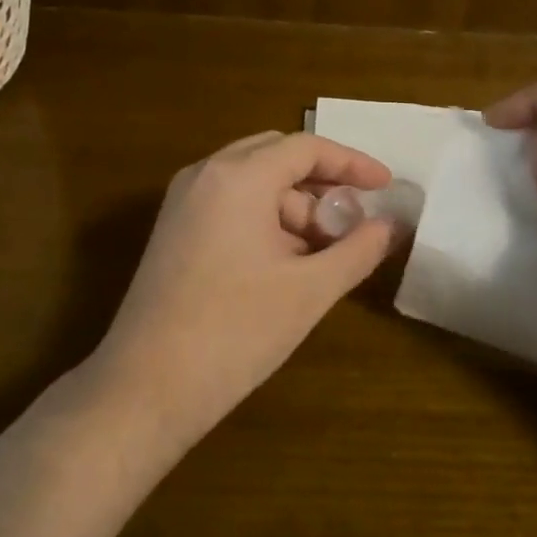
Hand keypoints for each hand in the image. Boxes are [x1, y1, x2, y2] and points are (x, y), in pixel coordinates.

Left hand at [89, 131, 397, 452]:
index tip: (387, 186)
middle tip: (351, 222)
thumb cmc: (236, 331)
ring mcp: (182, 202)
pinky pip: (229, 205)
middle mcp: (205, 175)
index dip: (352, 163)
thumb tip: (390, 227)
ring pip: (252, 183)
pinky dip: (264, 220)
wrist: (146, 388)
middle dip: (320, 185)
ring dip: (293, 207)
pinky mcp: (172, 231)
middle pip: (276, 157)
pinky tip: (284, 264)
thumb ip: (358, 250)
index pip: (306, 148)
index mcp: (238, 177)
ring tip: (322, 256)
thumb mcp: (310, 290)